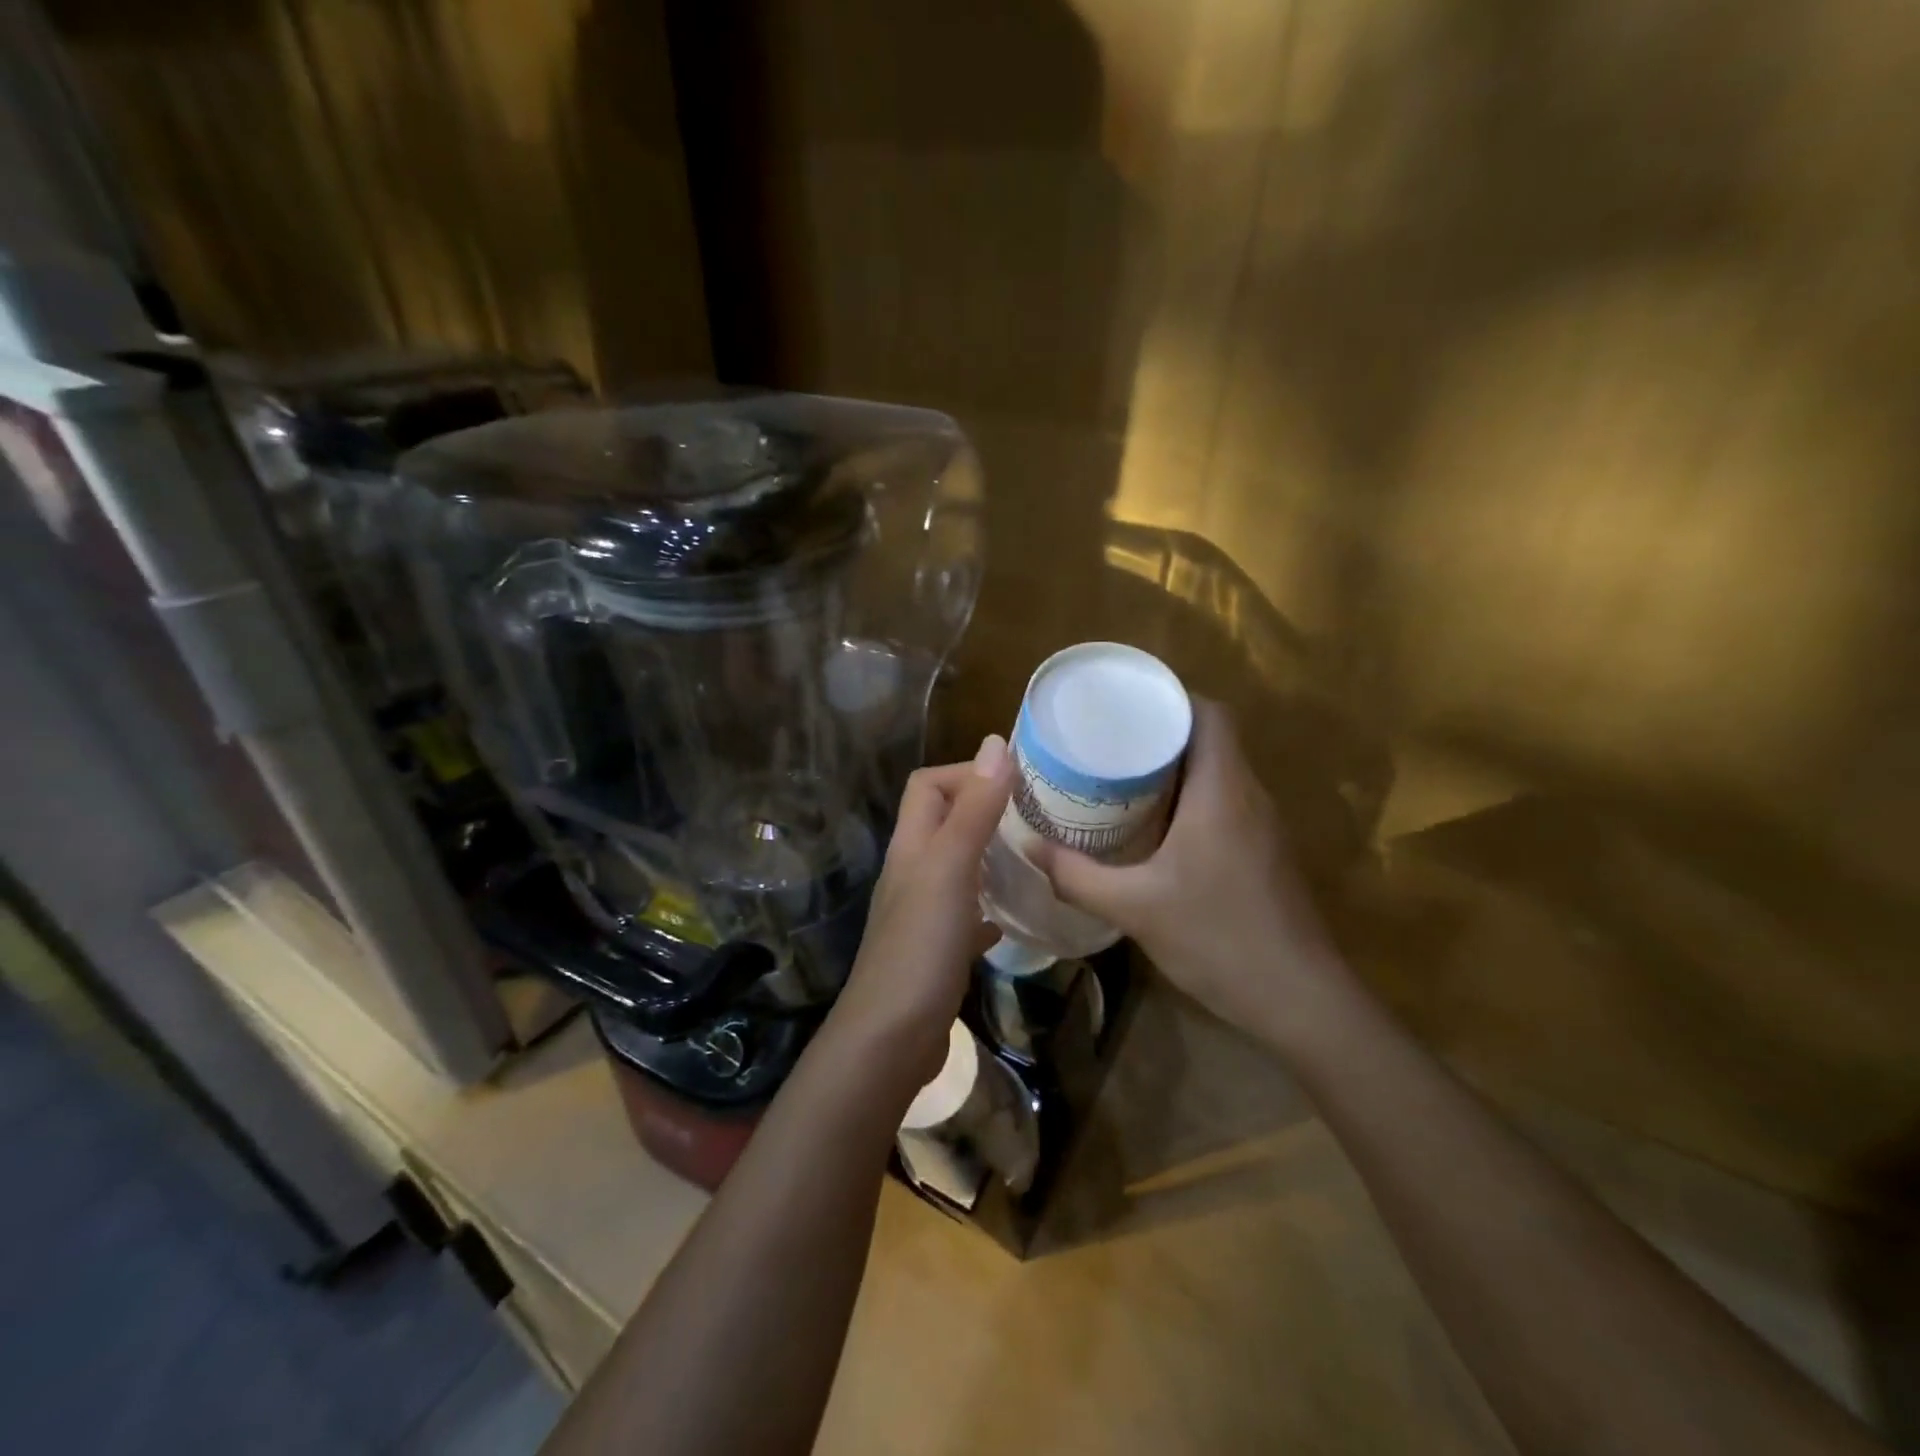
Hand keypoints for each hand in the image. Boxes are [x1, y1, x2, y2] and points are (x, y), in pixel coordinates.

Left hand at [831, 735, 1013, 1091]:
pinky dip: (989, 907)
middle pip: (944, 823)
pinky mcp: (938, 951)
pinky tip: (1013, 919)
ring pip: (959, 868)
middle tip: (1036, 818)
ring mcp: (923, 914)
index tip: (1016, 783)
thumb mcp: (951, 869)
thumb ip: (973, 809)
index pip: (928, 786)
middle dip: (986, 811)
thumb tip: (995, 744)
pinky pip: (967, 915)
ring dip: (991, 857)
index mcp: (912, 846)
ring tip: (1035, 857)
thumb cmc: (921, 947)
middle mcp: (913, 873)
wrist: (891, 1040)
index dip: (966, 773)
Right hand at [1031, 700, 1349, 1048]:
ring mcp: (1262, 826)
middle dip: (1159, 734)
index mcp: (1223, 789)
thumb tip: (1028, 846)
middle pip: (1210, 738)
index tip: (1123, 705)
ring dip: (1174, 768)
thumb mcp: (1134, 907)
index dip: (1169, 698)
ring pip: (1217, 772)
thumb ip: (1077, 875)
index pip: (1209, 713)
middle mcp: (1248, 795)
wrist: (1300, 1001)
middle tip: (1106, 742)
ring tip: (1119, 777)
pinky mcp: (1264, 852)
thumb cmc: (1219, 938)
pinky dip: (1188, 799)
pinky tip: (1153, 827)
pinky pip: (1223, 802)